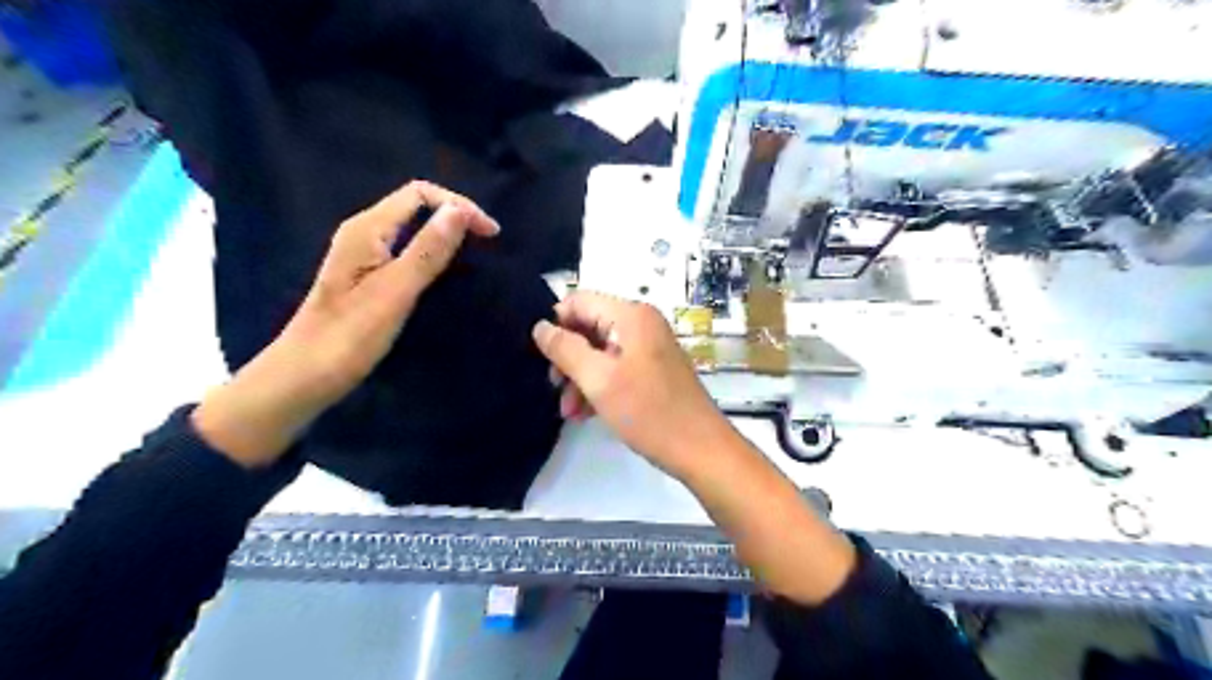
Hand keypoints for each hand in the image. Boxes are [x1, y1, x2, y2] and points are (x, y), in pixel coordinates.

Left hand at [194, 182, 496, 466]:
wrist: (303, 376)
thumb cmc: (350, 337)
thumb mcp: (396, 292)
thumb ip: (427, 250)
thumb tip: (459, 210)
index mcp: (367, 229)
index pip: (420, 193)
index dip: (459, 205)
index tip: (491, 235)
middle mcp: (363, 233)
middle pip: (415, 205)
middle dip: (454, 215)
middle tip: (487, 244)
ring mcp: (361, 254)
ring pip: (411, 227)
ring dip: (444, 233)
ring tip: (474, 254)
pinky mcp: (365, 275)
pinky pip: (405, 248)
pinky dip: (431, 251)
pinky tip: (443, 272)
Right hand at [531, 293, 738, 478]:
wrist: (700, 449)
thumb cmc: (648, 411)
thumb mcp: (598, 380)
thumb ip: (565, 349)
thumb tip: (540, 327)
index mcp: (631, 316)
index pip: (579, 301)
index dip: (556, 324)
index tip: (542, 357)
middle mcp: (641, 324)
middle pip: (589, 327)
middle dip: (568, 357)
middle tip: (554, 387)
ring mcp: (649, 347)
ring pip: (600, 351)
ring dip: (580, 378)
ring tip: (569, 412)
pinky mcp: (652, 370)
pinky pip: (616, 368)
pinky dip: (598, 386)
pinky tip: (586, 414)